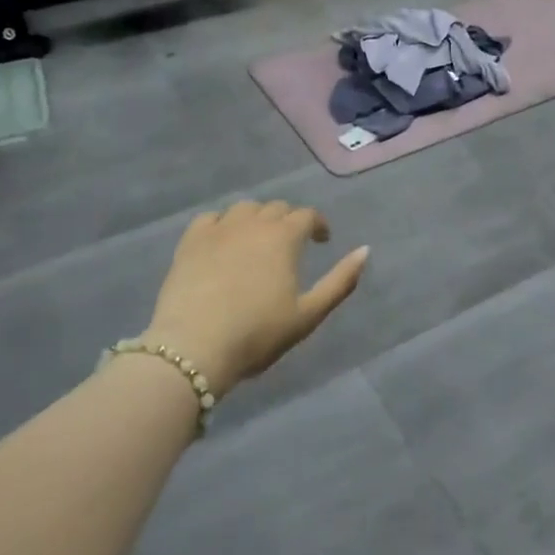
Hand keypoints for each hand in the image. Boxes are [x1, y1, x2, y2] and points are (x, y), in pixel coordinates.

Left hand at [143, 201, 369, 394]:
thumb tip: (365, 250)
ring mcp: (218, 229)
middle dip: (289, 220)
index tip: (322, 240)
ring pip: (244, 209)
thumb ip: (340, 281)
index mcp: (284, 237)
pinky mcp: (190, 241)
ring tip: (258, 240)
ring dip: (257, 218)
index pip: (307, 215)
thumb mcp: (308, 314)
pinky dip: (223, 224)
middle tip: (291, 244)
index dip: (318, 224)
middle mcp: (252, 223)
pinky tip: (223, 241)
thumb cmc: (258, 333)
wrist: (194, 347)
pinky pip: (211, 219)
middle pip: (276, 208)